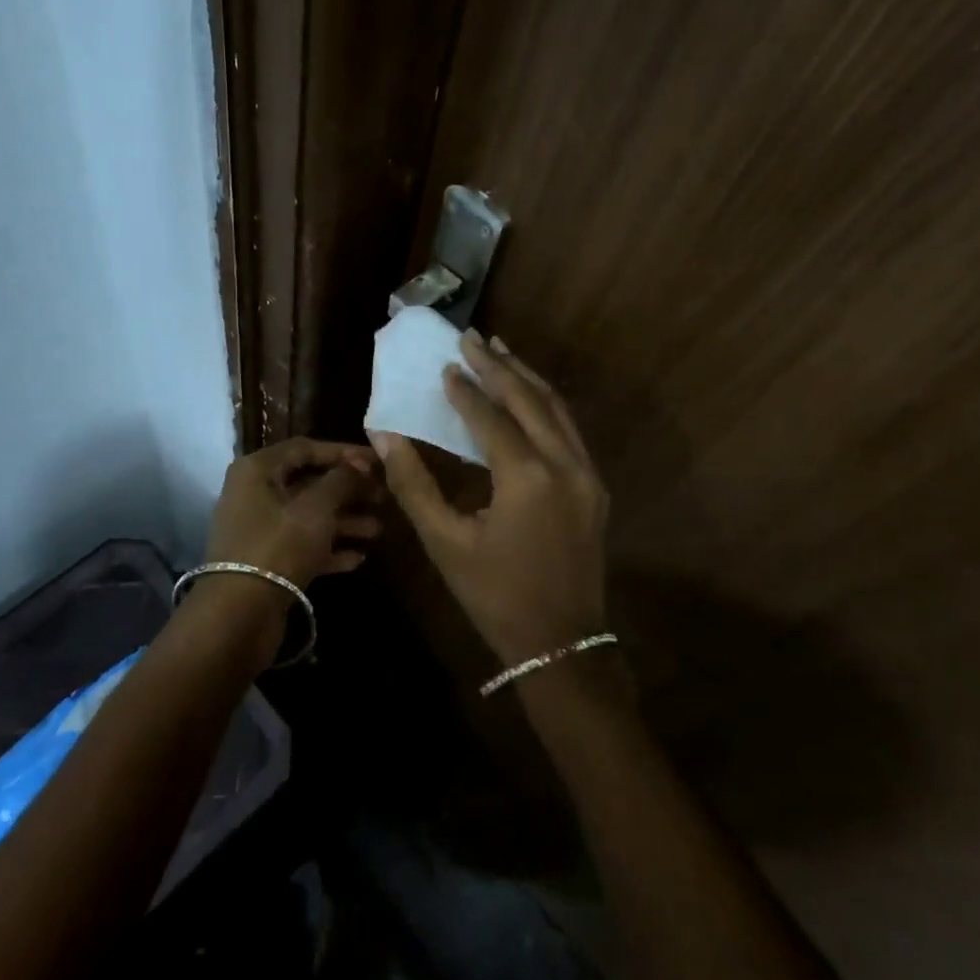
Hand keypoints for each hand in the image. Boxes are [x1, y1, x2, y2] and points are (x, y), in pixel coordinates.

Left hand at [205, 437, 382, 585]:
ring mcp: (259, 530)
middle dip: (348, 491)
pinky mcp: (266, 562)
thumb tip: (359, 465)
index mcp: (258, 470)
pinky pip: (302, 546)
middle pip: (309, 483)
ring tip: (379, 530)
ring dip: (344, 522)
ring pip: (308, 517)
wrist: (239, 615)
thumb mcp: (317, 507)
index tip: (376, 461)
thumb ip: (342, 480)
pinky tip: (359, 558)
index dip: (343, 452)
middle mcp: (255, 494)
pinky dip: (329, 548)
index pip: (305, 448)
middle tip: (383, 497)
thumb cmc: (279, 545)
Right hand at [370, 333, 609, 664]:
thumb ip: (413, 484)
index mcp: (526, 477)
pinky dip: (545, 405)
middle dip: (499, 365)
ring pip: (557, 409)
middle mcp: (565, 465)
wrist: (560, 642)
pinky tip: (527, 396)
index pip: (491, 417)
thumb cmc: (494, 595)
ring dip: (527, 378)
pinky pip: (569, 430)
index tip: (446, 364)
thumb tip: (384, 436)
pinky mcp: (596, 488)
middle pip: (530, 399)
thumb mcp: (445, 542)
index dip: (466, 389)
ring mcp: (588, 475)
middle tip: (472, 337)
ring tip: (501, 350)